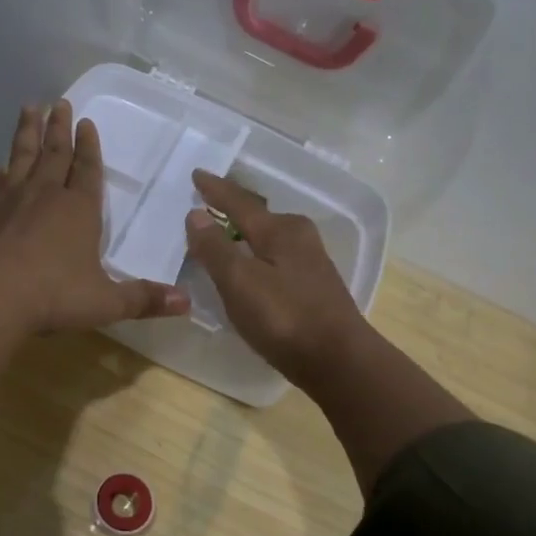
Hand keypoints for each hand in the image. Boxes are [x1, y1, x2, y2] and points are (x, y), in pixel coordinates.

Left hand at [0, 101, 188, 332]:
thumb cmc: (53, 295)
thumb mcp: (105, 302)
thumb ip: (143, 300)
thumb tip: (186, 303)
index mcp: (79, 210)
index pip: (88, 170)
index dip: (89, 147)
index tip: (86, 122)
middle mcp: (46, 195)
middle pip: (55, 153)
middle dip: (59, 128)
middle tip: (59, 102)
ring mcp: (11, 200)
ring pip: (22, 157)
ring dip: (27, 132)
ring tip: (29, 109)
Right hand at [184, 170, 367, 384]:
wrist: (339, 362)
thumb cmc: (284, 318)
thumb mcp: (240, 282)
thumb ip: (215, 248)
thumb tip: (196, 214)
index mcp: (280, 230)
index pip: (239, 203)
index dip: (215, 190)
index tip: (196, 174)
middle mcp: (299, 237)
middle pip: (258, 215)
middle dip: (233, 207)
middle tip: (208, 199)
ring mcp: (310, 262)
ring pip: (269, 236)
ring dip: (245, 232)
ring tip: (223, 230)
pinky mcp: (313, 286)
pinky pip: (275, 256)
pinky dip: (256, 253)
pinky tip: (250, 265)